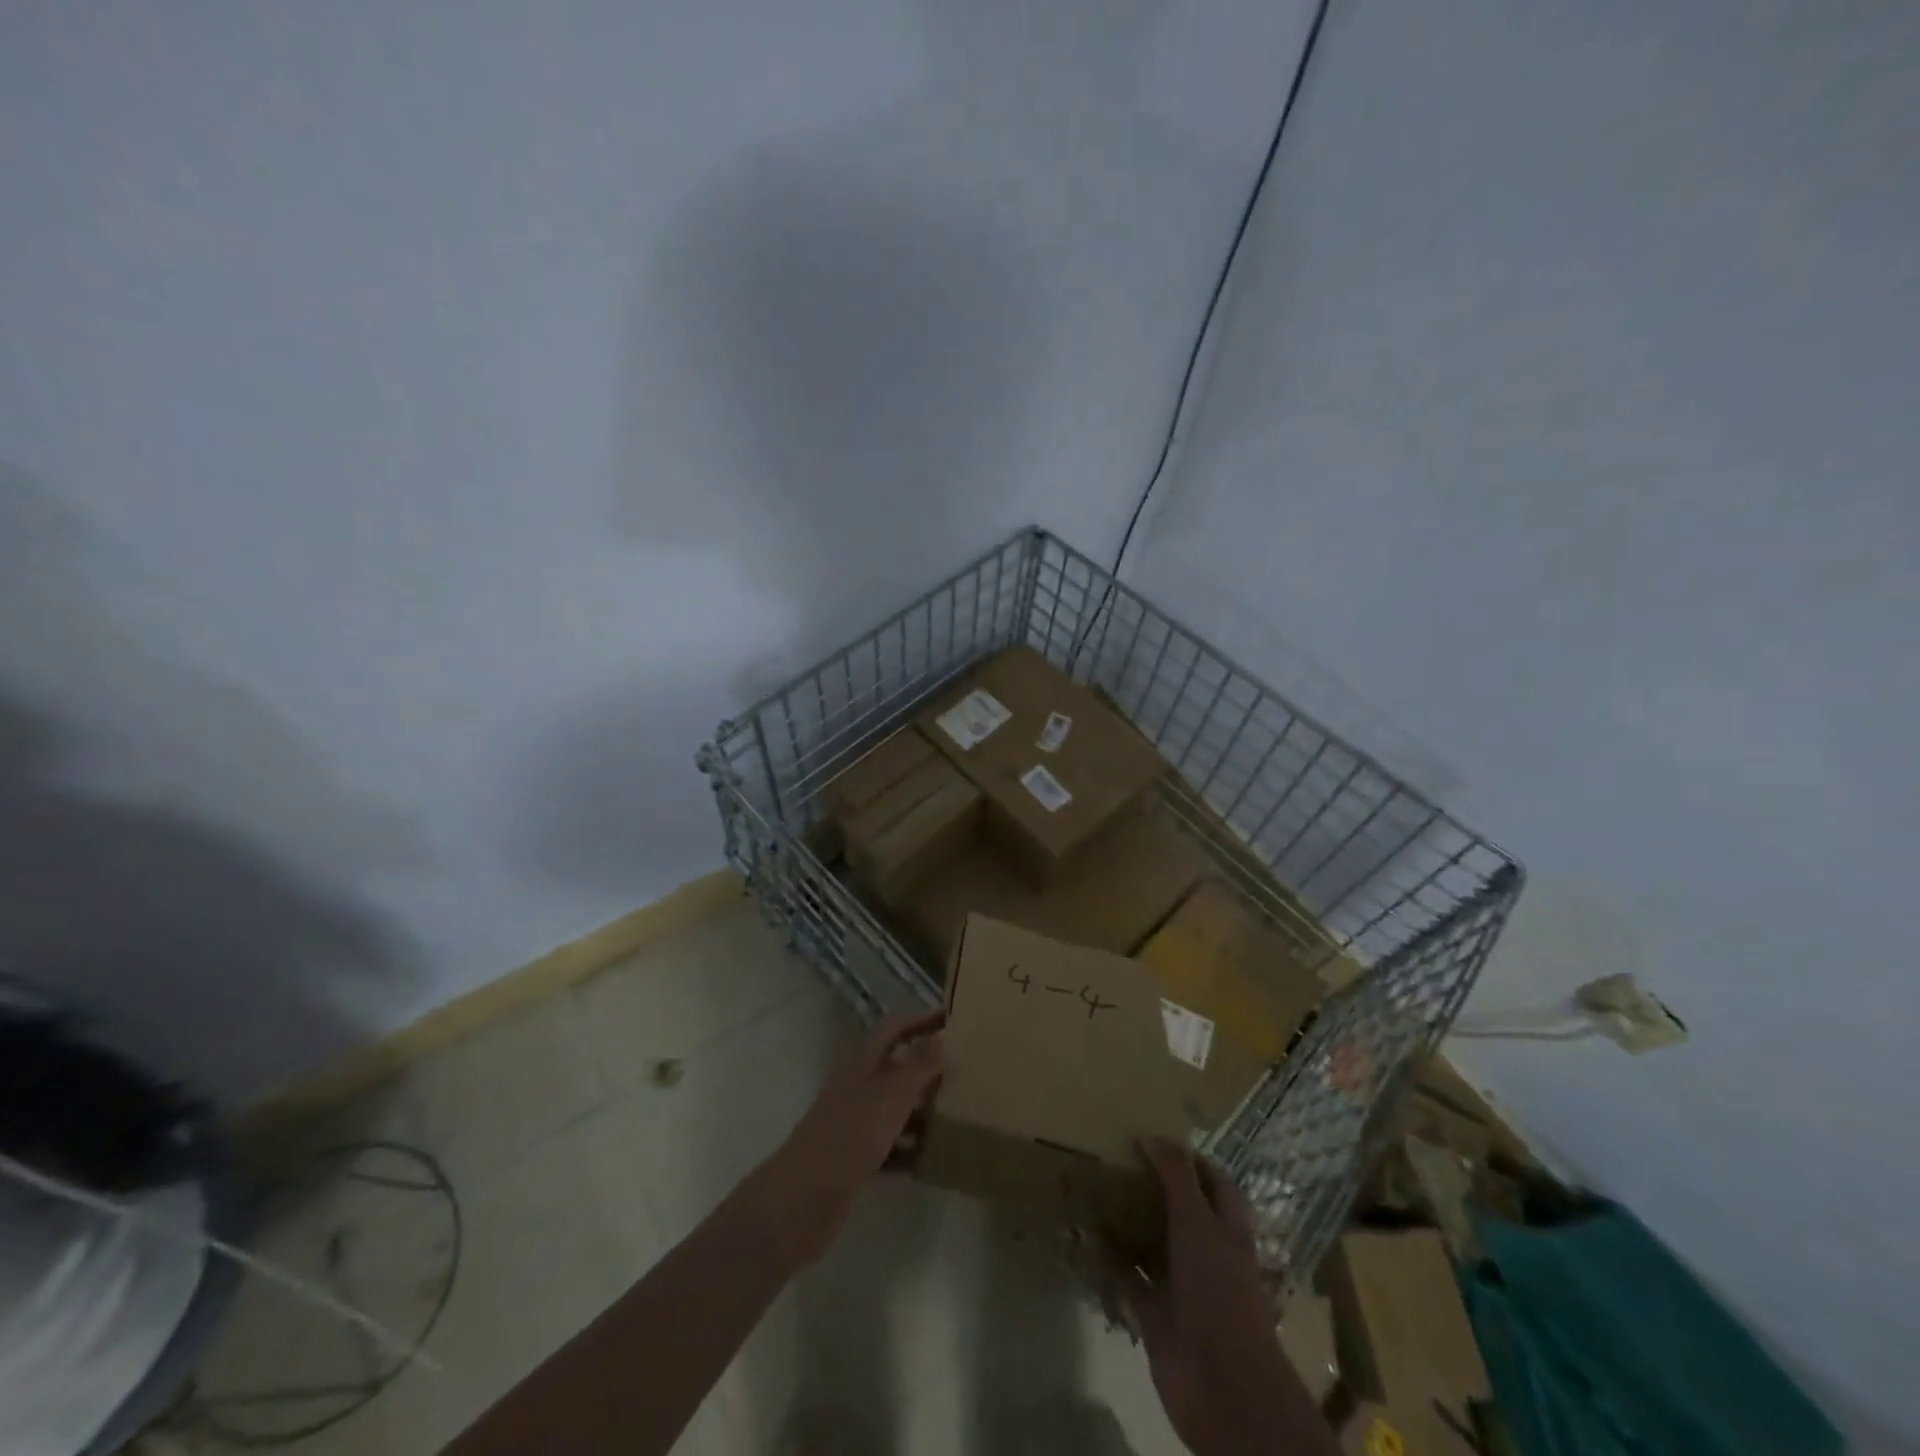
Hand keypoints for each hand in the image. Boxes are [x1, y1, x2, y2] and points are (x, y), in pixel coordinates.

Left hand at [763, 1008, 944, 1262]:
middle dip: (930, 1069)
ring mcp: (856, 1123)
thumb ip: (920, 1064)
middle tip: (967, 1071)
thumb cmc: (851, 1133)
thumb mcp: (892, 1093)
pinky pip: (891, 1149)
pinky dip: (911, 1152)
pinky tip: (934, 1162)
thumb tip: (945, 1035)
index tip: (954, 1017)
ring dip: (924, 1113)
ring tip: (960, 1117)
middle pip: (898, 1068)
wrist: (804, 1198)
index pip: (897, 1028)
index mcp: (864, 1061)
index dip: (923, 1019)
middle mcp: (859, 1086)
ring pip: (897, 1110)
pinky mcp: (856, 1159)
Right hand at [1125, 1139, 1334, 1455]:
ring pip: (1153, 1243)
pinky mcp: (1156, 1313)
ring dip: (1130, 1221)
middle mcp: (1207, 1253)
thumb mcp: (1198, 1221)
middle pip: (1182, 1211)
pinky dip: (1111, 1259)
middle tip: (1120, 1157)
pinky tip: (1088, 1234)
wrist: (1221, 1385)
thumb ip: (1176, 1176)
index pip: (1216, 1184)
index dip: (1193, 1161)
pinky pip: (1130, 1278)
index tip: (1158, 1139)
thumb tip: (1149, 1134)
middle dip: (1155, 1188)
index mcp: (1228, 1229)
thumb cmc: (1219, 1290)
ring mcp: (1182, 1285)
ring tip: (1099, 1187)